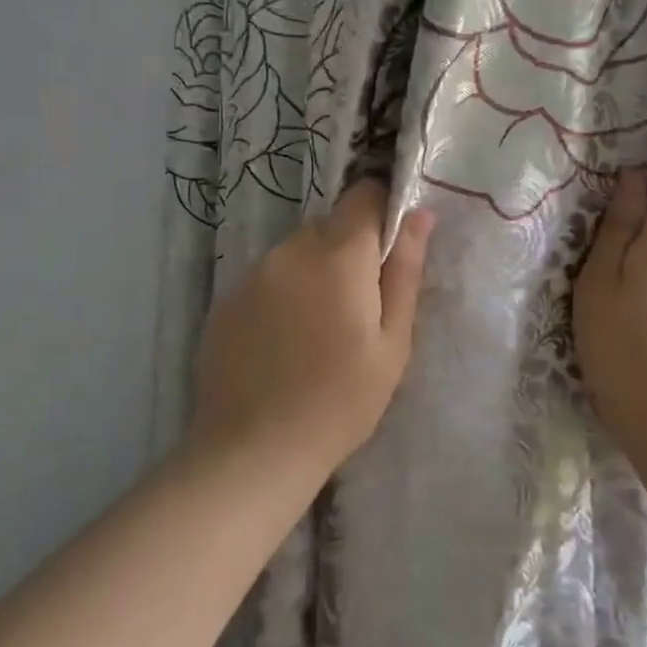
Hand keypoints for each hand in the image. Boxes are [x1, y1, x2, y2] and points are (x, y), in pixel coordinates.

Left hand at [193, 180, 434, 473]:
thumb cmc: (341, 401)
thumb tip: (419, 215)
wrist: (254, 450)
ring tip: (320, 330)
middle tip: (360, 307)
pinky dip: (283, 295)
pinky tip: (285, 342)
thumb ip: (405, 272)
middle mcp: (290, 250)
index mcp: (338, 255)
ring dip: (315, 272)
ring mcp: (252, 274)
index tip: (391, 248)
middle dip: (349, 250)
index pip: (363, 196)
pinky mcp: (226, 300)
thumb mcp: (392, 342)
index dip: (382, 209)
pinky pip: (267, 279)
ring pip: (296, 252)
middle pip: (329, 225)